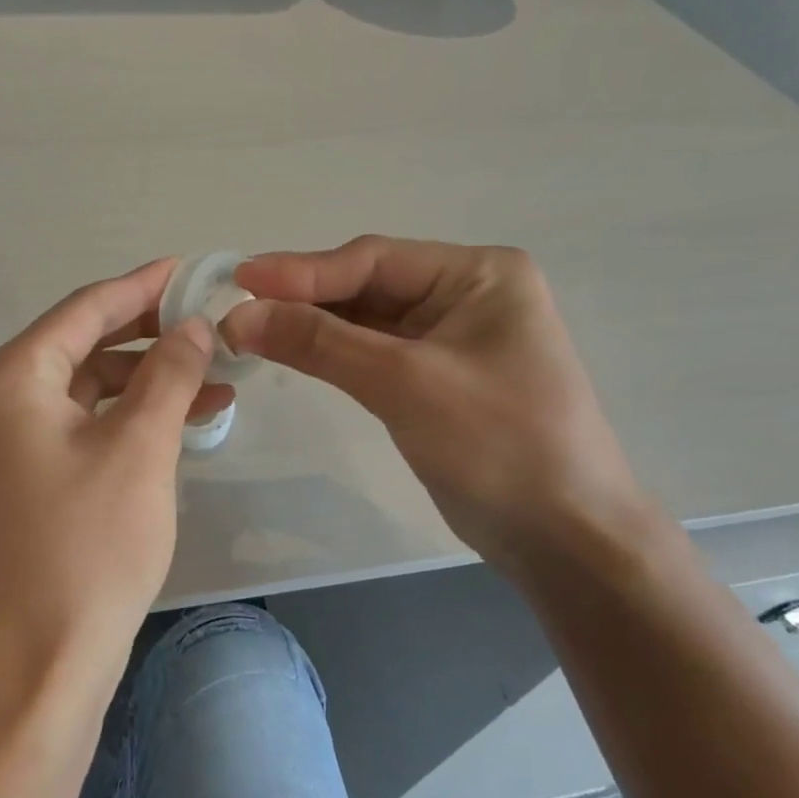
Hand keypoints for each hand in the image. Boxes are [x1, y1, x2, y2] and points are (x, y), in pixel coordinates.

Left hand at [0, 260, 231, 687]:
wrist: (43, 659)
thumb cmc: (90, 546)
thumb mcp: (141, 446)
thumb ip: (170, 372)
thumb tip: (196, 325)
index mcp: (9, 378)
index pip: (84, 309)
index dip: (143, 286)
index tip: (192, 269)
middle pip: (83, 344)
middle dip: (151, 335)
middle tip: (211, 324)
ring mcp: (4, 440)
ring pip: (87, 387)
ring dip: (147, 380)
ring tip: (216, 379)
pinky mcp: (23, 474)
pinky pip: (81, 424)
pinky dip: (128, 417)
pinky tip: (183, 417)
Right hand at [222, 237, 656, 570]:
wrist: (563, 538)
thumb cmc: (498, 445)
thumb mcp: (404, 383)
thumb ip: (319, 343)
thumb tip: (237, 315)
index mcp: (479, 275)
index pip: (373, 259)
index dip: (302, 270)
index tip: (239, 279)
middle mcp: (466, 295)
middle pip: (366, 285)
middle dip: (303, 298)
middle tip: (235, 307)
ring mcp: (450, 338)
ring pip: (365, 320)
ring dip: (311, 326)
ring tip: (249, 328)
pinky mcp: (435, 378)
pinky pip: (372, 352)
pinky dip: (331, 353)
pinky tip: (290, 352)